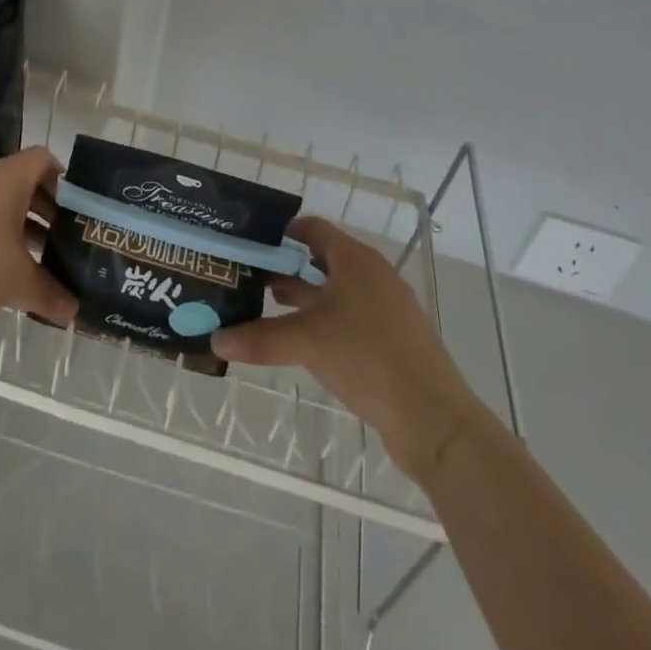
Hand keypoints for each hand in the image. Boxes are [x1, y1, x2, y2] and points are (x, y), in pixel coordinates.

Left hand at [0, 146, 79, 328]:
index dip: (63, 179)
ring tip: (31, 261)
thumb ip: (48, 294)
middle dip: (43, 210)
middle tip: (61, 239)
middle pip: (21, 182)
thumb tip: (74, 313)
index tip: (75, 209)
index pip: (43, 159)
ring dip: (16, 225)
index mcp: (8, 178)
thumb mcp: (17, 282)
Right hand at [210, 216, 485, 471]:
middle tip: (247, 277)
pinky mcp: (391, 340)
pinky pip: (348, 318)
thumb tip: (215, 340)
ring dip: (302, 298)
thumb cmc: (369, 359)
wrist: (435, 420)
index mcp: (356, 260)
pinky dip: (322, 321)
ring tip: (263, 307)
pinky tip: (300, 342)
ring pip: (334, 291)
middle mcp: (372, 276)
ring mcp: (385, 309)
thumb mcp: (307, 343)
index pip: (312, 229)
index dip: (280, 232)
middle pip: (321, 260)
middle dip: (285, 267)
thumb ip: (260, 338)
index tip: (248, 243)